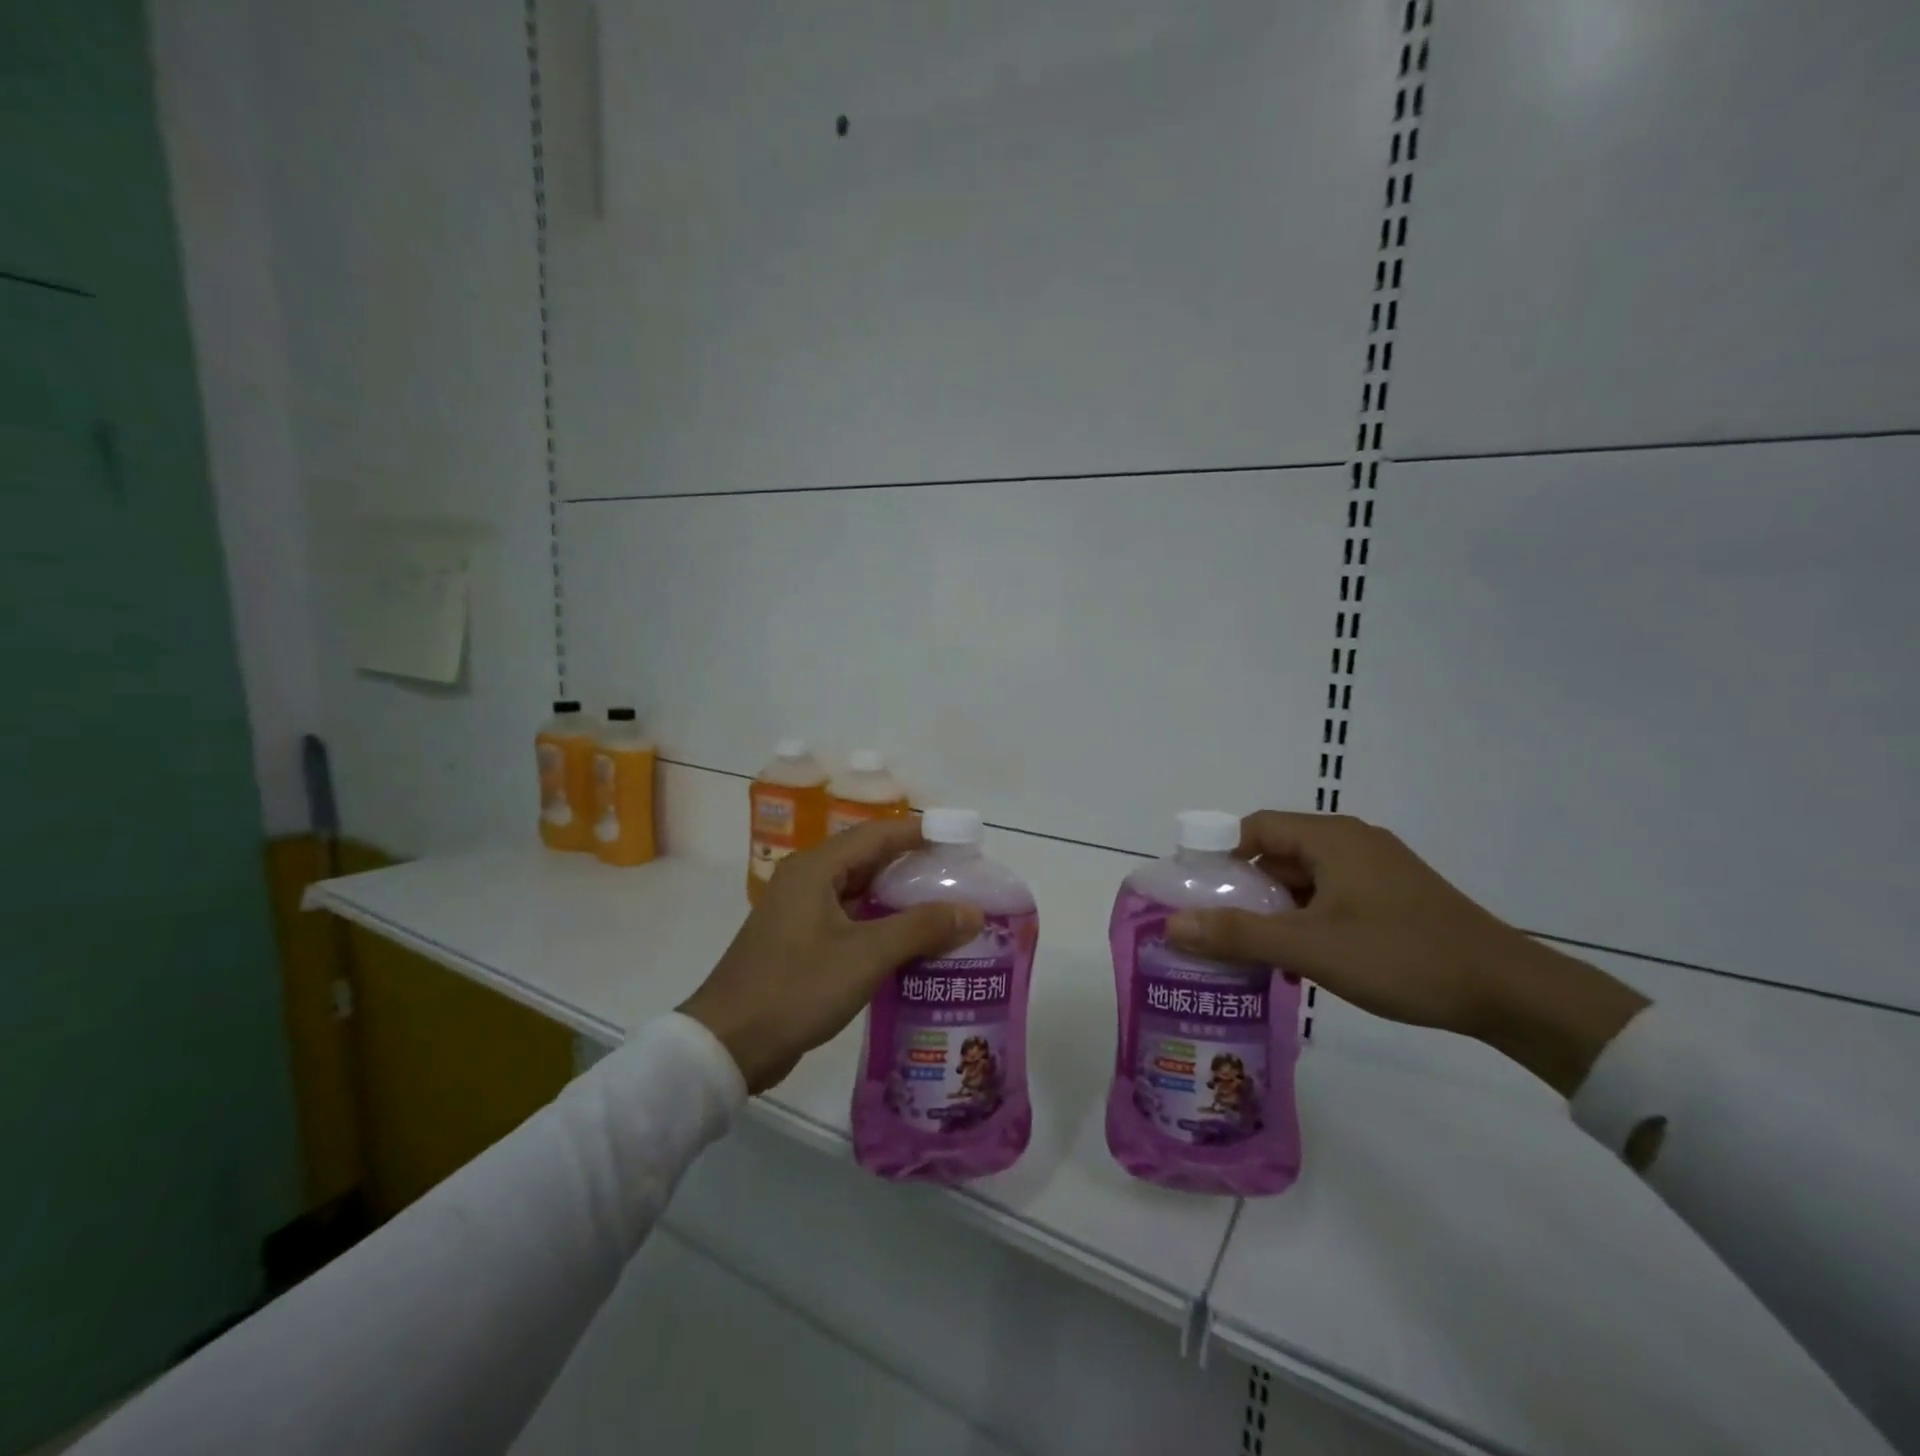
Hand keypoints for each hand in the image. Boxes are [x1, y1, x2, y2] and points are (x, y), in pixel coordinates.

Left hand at [679, 818, 983, 1092]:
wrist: (728, 1044)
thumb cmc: (796, 988)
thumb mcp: (865, 956)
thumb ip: (921, 929)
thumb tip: (972, 911)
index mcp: (816, 868)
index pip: (879, 834)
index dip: (922, 833)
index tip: (961, 840)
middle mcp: (807, 880)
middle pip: (870, 860)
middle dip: (915, 867)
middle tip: (960, 878)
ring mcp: (800, 912)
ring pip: (860, 893)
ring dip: (899, 899)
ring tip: (945, 910)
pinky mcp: (800, 941)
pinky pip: (849, 919)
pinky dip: (881, 925)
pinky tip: (911, 944)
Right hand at [1166, 812, 1647, 1096]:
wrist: (1509, 992)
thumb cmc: (1401, 957)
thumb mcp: (1310, 948)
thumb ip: (1238, 935)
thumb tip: (1172, 925)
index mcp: (1331, 837)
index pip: (1254, 827)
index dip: (1220, 856)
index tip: (1199, 894)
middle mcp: (1352, 842)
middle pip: (1277, 853)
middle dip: (1246, 891)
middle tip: (1222, 930)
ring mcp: (1377, 869)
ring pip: (1305, 880)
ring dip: (1277, 912)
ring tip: (1257, 954)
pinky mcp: (1394, 896)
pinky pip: (1333, 897)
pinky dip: (1308, 921)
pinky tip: (1304, 963)